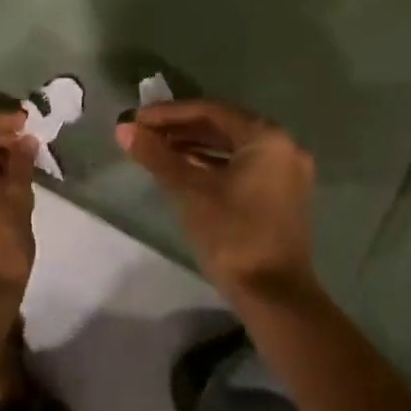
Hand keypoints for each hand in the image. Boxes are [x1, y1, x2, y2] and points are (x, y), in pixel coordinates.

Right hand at [116, 99, 317, 302]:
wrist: (275, 299)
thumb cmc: (233, 236)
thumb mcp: (190, 191)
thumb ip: (158, 155)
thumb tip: (124, 129)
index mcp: (267, 137)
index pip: (211, 110)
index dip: (170, 113)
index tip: (137, 119)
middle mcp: (283, 146)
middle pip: (223, 126)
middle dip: (180, 128)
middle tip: (144, 132)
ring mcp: (286, 172)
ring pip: (232, 147)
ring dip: (194, 146)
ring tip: (156, 149)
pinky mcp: (282, 196)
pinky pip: (242, 166)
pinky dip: (212, 164)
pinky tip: (183, 170)